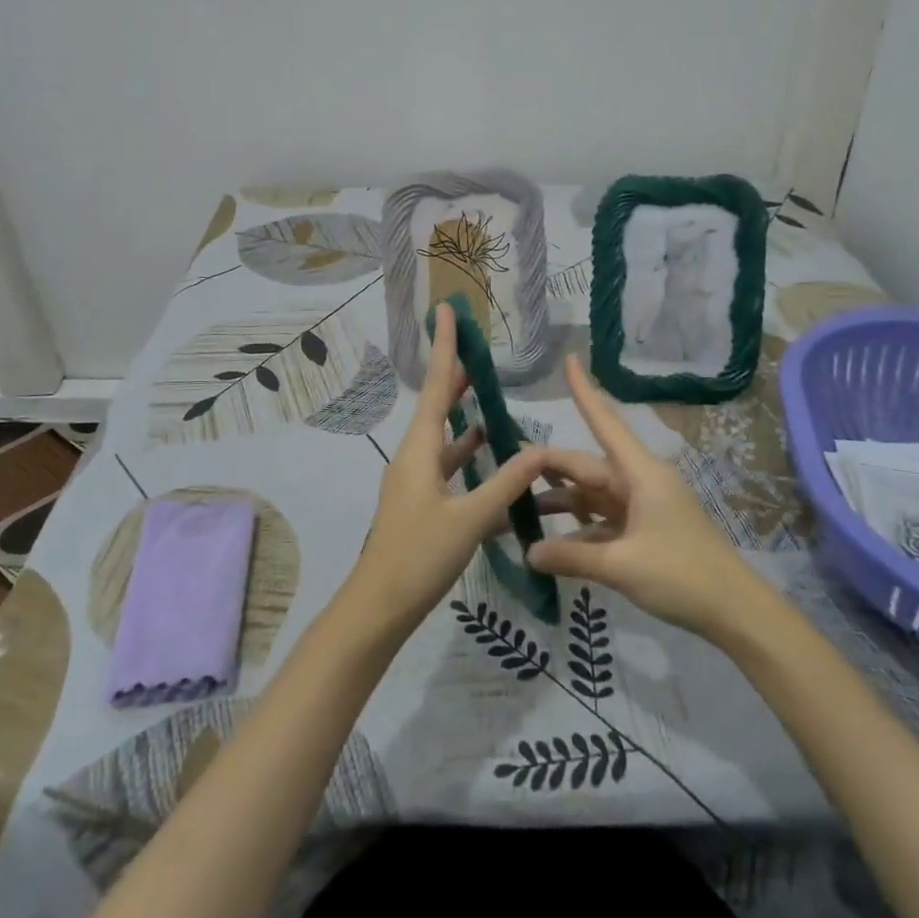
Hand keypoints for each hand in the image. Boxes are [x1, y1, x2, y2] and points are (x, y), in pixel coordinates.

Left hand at [344, 303, 550, 634]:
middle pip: (439, 407)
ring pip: (446, 440)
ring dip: (466, 419)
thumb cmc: (419, 556)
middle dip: (457, 378)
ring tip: (490, 398)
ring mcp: (417, 483)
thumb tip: (538, 447)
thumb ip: (505, 483)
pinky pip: (450, 470)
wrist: (380, 606)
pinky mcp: (423, 505)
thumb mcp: (469, 519)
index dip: (446, 348)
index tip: (446, 311)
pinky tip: (493, 458)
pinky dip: (470, 459)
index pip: (438, 387)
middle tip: (478, 350)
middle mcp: (415, 458)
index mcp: (420, 451)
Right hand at [527, 354, 760, 638]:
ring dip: (562, 502)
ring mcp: (644, 508)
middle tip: (508, 469)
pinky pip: (604, 520)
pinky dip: (580, 530)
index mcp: (640, 474)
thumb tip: (528, 552)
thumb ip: (571, 557)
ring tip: (520, 510)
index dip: (585, 391)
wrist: (735, 612)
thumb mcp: (620, 565)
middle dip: (550, 467)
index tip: (570, 359)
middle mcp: (640, 482)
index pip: (605, 423)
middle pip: (587, 466)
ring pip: (593, 495)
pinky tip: (553, 545)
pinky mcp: (646, 532)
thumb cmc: (682, 575)